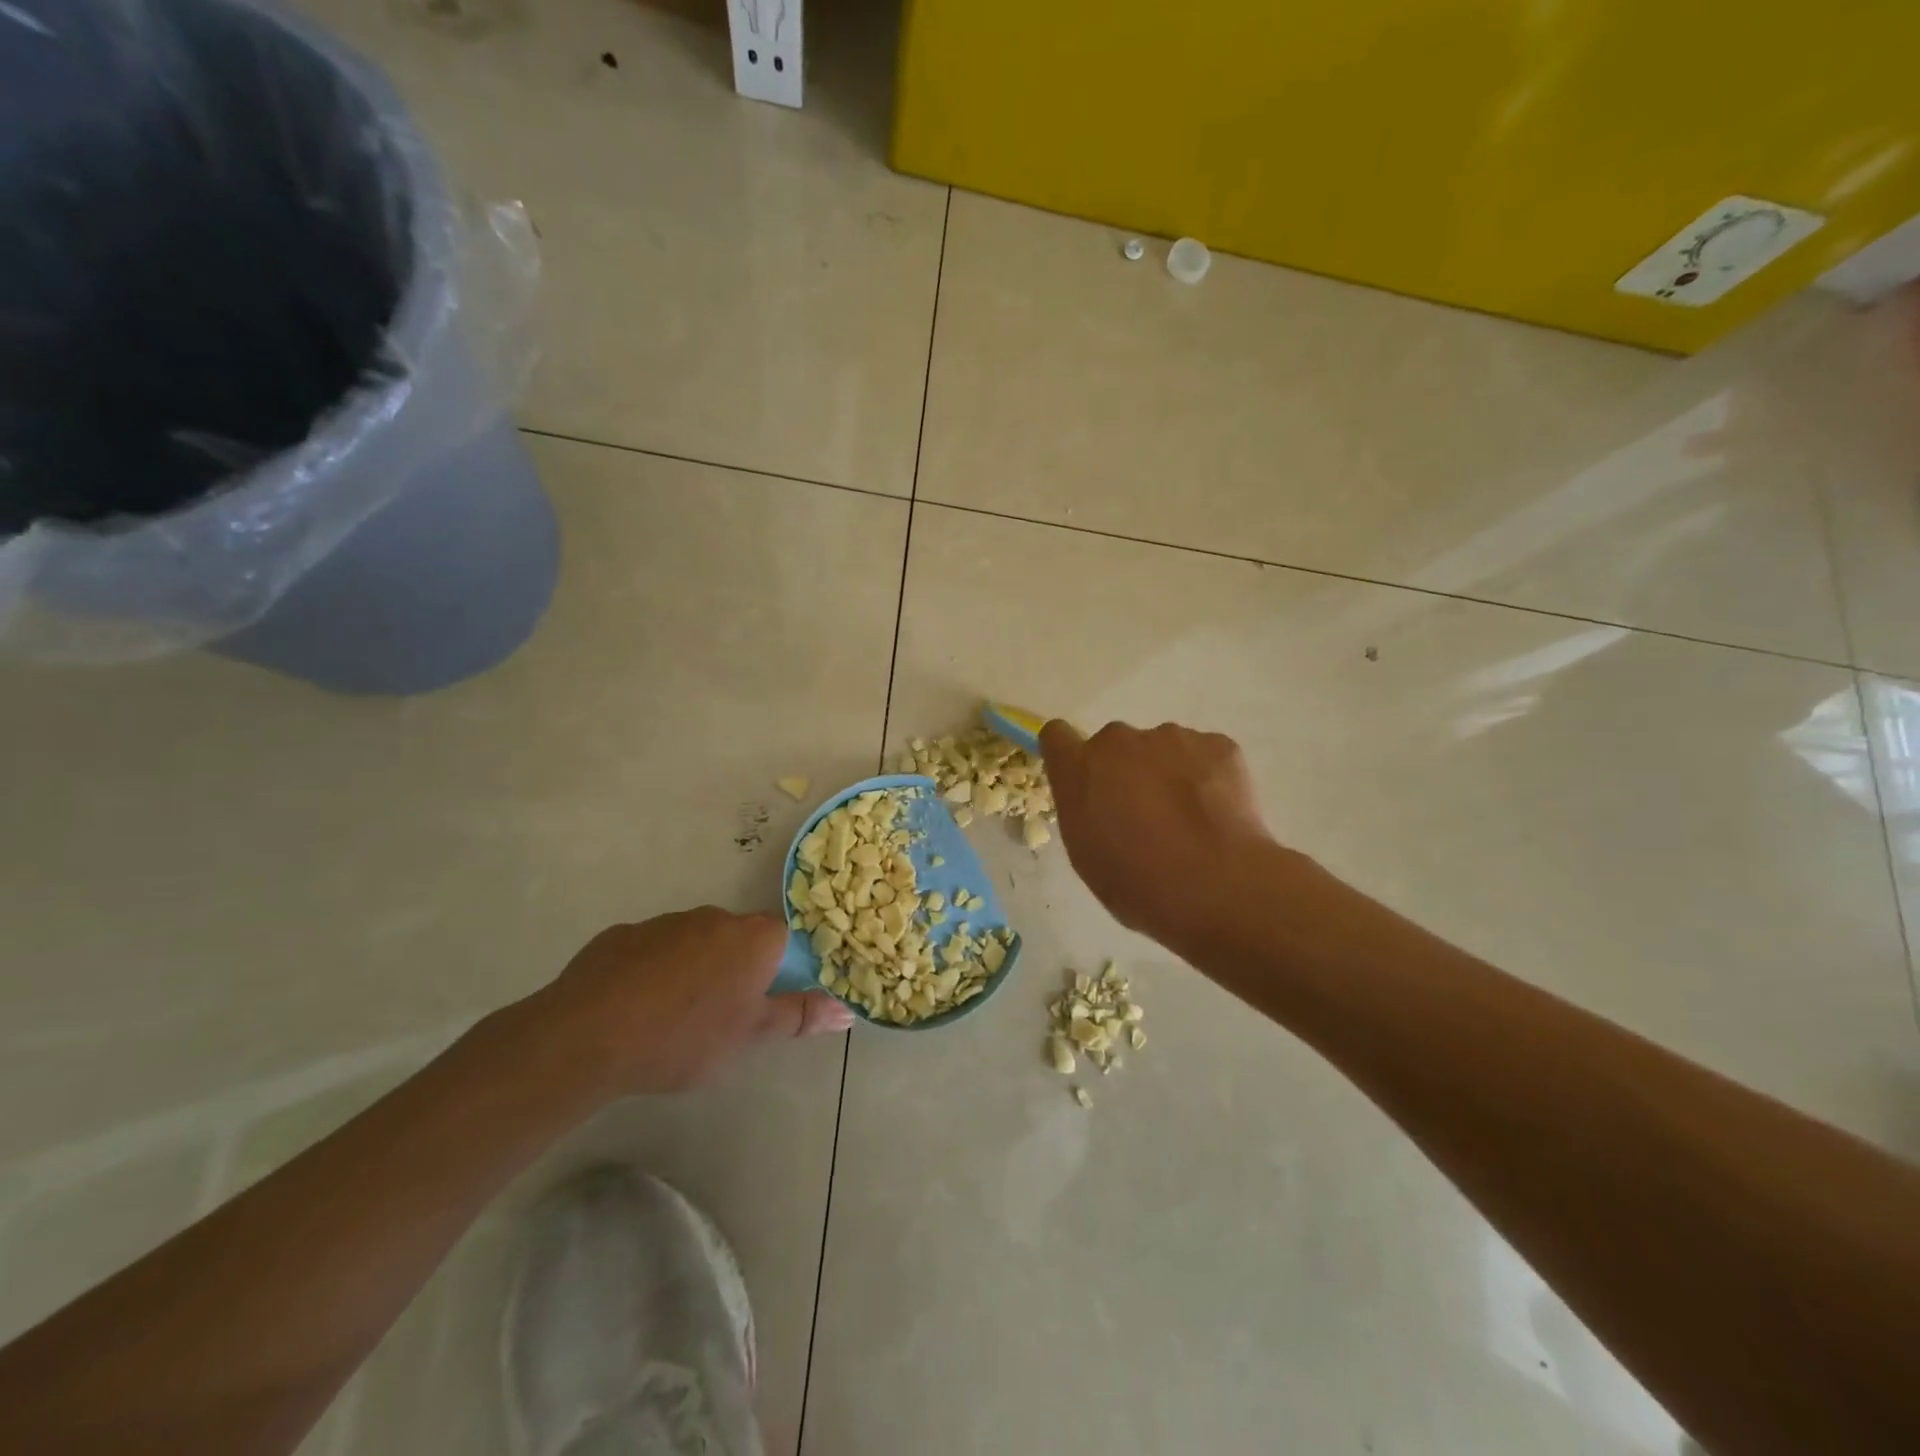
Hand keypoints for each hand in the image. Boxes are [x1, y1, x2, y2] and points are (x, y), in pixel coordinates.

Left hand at [525, 907, 852, 1096]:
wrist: (589, 1035)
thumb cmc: (686, 1037)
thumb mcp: (751, 1037)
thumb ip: (800, 1017)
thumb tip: (848, 1010)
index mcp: (751, 938)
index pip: (783, 937)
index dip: (779, 966)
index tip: (765, 998)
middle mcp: (713, 918)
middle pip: (738, 938)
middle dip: (736, 969)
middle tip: (723, 1015)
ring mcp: (665, 922)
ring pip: (694, 942)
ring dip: (694, 969)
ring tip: (674, 1018)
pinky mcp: (622, 935)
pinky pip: (651, 951)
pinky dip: (653, 972)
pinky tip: (636, 1008)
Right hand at [1040, 720, 1279, 952]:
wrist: (1215, 886)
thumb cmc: (1137, 883)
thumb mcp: (1086, 854)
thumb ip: (1083, 810)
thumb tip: (1099, 799)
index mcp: (1079, 768)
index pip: (1057, 735)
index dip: (1071, 754)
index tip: (1086, 779)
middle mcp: (1119, 740)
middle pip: (1116, 745)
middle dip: (1127, 770)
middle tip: (1148, 815)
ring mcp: (1172, 737)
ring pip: (1164, 749)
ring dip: (1168, 773)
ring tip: (1191, 819)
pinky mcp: (1218, 745)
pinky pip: (1205, 755)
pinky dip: (1208, 777)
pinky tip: (1218, 815)